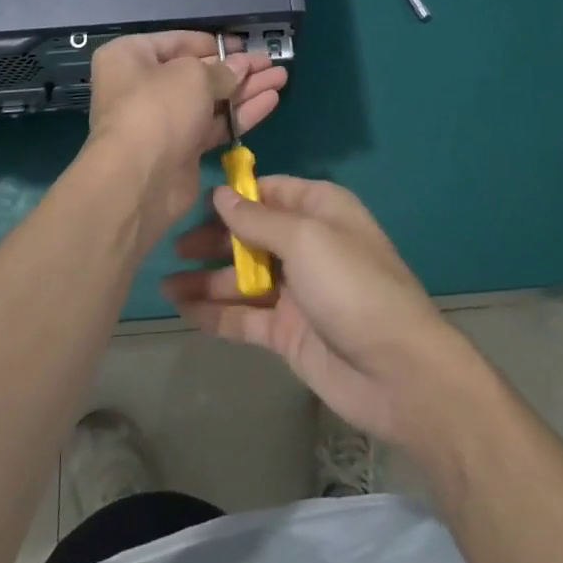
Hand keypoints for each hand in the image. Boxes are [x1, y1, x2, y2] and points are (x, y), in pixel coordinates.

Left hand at [81, 31, 286, 240]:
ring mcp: (163, 120)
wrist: (139, 180)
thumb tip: (241, 66)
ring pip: (211, 99)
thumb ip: (222, 70)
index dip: (214, 43)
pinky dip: (241, 113)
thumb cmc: (158, 108)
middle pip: (198, 72)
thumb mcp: (193, 76)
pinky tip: (270, 101)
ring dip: (245, 89)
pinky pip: (215, 125)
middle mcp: (143, 85)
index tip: (245, 45)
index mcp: (131, 57)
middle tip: (271, 62)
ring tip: (280, 78)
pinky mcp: (182, 149)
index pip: (178, 42)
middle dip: (237, 68)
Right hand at [161, 176, 468, 446]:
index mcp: (319, 209)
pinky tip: (182, 310)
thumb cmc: (352, 286)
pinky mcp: (287, 332)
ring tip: (164, 283)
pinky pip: (244, 316)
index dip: (233, 195)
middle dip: (213, 238)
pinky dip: (215, 312)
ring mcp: (296, 290)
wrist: (398, 372)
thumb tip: (221, 194)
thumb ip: (258, 218)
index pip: (269, 191)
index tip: (192, 199)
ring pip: (242, 277)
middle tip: (172, 246)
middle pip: (251, 233)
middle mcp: (306, 244)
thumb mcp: (306, 238)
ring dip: (206, 279)